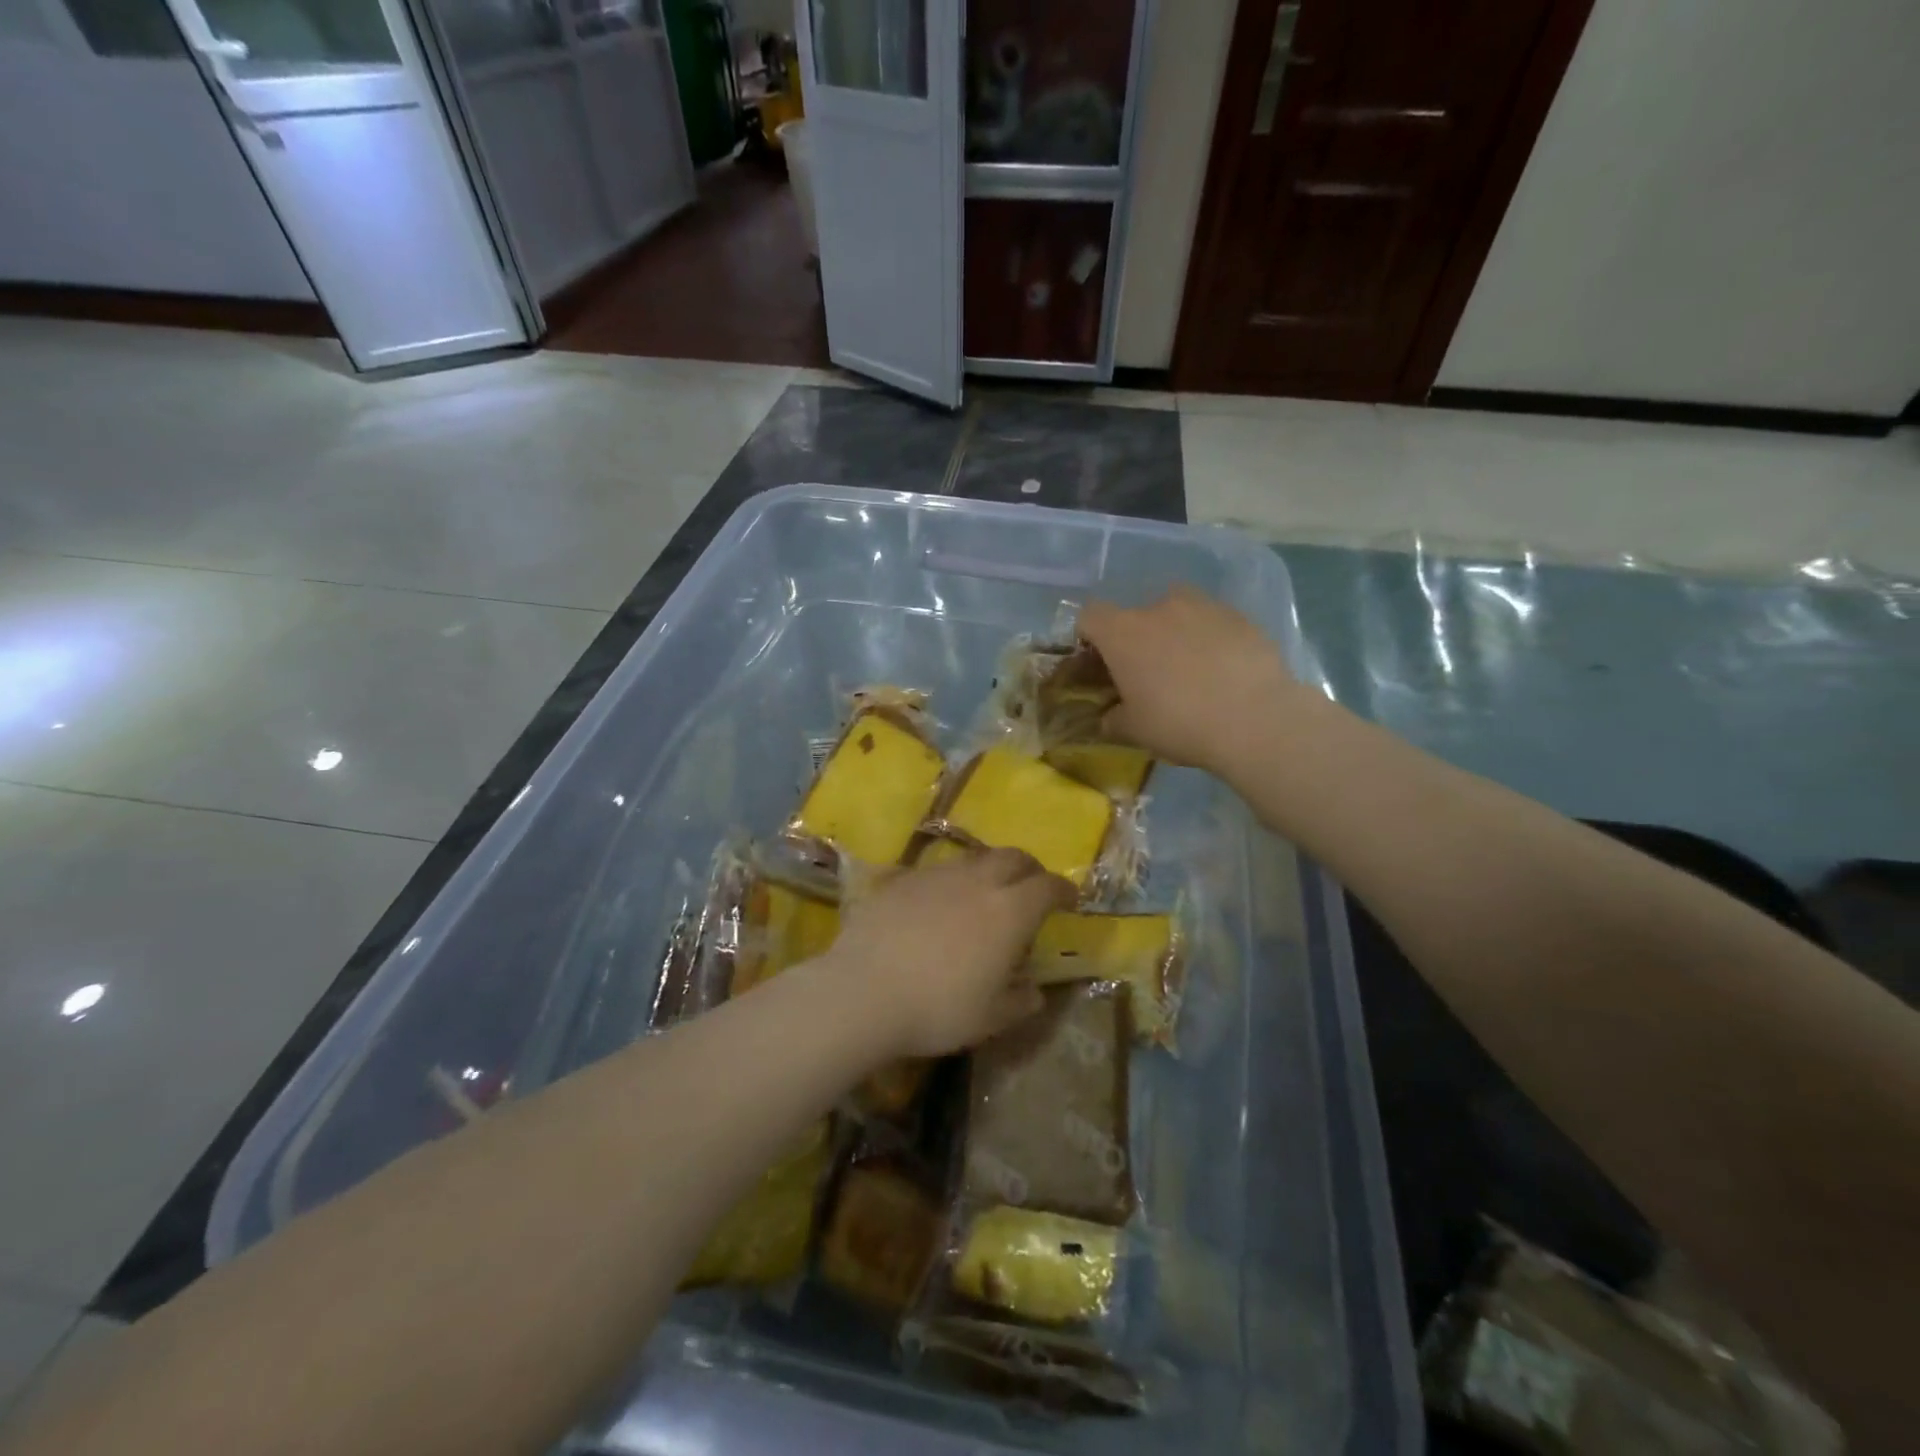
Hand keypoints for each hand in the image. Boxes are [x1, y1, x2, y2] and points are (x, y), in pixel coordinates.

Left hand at [824, 849, 1075, 1059]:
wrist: (863, 992)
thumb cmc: (937, 1009)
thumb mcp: (990, 1018)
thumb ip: (1020, 1001)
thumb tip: (1034, 990)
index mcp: (1009, 911)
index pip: (1048, 886)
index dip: (1063, 890)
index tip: (1070, 899)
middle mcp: (977, 881)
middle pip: (1013, 857)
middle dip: (1029, 869)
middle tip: (1031, 888)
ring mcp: (936, 875)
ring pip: (974, 858)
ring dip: (989, 870)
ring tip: (984, 895)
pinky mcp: (901, 879)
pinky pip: (936, 871)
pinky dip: (949, 882)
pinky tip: (938, 905)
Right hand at [1078, 586, 1303, 772]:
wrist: (1256, 720)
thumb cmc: (1180, 723)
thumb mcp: (1134, 731)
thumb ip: (1114, 718)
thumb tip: (1110, 715)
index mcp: (1123, 632)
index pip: (1090, 616)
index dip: (1089, 637)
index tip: (1098, 663)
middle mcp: (1159, 608)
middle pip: (1136, 614)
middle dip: (1137, 639)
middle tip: (1148, 674)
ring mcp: (1203, 607)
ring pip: (1177, 612)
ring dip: (1175, 633)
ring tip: (1189, 668)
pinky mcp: (1240, 617)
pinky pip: (1213, 623)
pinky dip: (1210, 640)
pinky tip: (1223, 671)